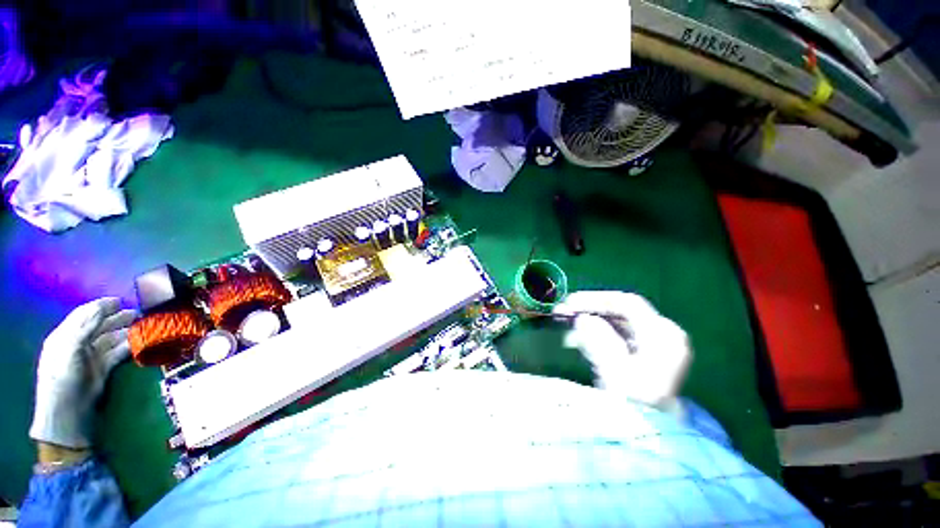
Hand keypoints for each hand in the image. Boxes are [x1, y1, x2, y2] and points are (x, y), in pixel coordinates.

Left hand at [30, 298, 135, 448]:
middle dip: (118, 318)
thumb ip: (85, 326)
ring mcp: (92, 357)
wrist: (68, 411)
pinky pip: (118, 353)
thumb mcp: (70, 347)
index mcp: (66, 335)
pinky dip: (130, 346)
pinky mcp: (104, 368)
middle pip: (100, 326)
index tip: (120, 300)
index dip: (101, 306)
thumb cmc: (63, 376)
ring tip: (144, 325)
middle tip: (138, 313)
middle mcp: (79, 343)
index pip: (84, 314)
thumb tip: (104, 307)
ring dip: (127, 331)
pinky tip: (141, 342)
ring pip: (112, 338)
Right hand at [554, 291, 691, 412]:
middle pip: (621, 312)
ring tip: (565, 325)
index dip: (596, 299)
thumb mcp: (617, 373)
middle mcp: (661, 334)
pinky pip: (614, 335)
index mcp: (663, 334)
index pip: (627, 304)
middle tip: (564, 312)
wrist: (652, 437)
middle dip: (590, 310)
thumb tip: (583, 319)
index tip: (570, 303)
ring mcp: (652, 344)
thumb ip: (600, 342)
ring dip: (589, 322)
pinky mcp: (640, 354)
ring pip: (615, 323)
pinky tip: (577, 340)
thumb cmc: (637, 405)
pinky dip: (595, 335)